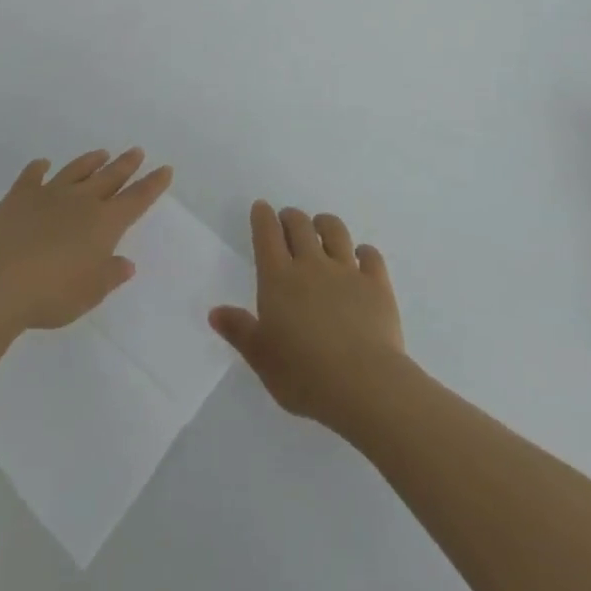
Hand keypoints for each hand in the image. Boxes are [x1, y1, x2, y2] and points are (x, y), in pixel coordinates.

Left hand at [0, 149, 172, 333]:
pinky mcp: (19, 197)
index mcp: (104, 223)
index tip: (165, 169)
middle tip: (137, 151)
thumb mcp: (90, 294)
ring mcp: (49, 194)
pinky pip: (32, 176)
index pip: (136, 199)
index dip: (153, 184)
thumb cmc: (51, 295)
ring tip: (102, 153)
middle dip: (126, 164)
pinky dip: (39, 168)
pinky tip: (42, 164)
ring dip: (91, 162)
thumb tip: (126, 262)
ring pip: (76, 170)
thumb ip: (110, 275)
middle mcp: (81, 201)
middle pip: (110, 177)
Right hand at [210, 201, 405, 429]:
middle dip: (291, 217)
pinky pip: (370, 256)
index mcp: (279, 279)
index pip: (267, 235)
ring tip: (321, 226)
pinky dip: (364, 252)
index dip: (263, 217)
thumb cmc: (303, 374)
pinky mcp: (376, 284)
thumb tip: (214, 312)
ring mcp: (346, 271)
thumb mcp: (261, 358)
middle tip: (288, 220)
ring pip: (335, 231)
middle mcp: (312, 265)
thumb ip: (239, 331)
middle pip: (300, 225)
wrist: (361, 383)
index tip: (261, 208)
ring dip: (325, 224)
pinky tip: (361, 257)